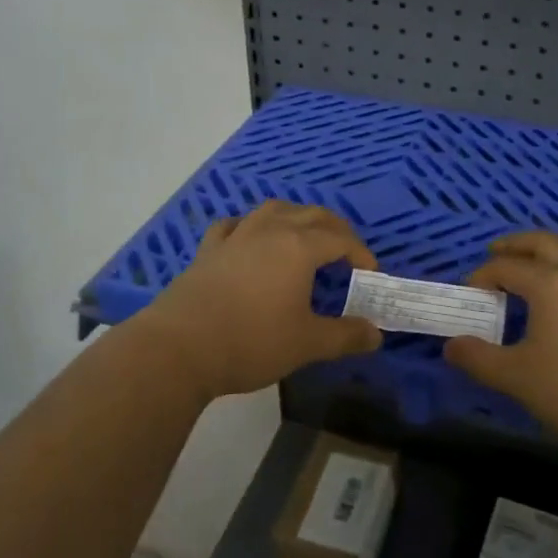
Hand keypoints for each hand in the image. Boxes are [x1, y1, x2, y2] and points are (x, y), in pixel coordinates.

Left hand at [135, 200, 382, 401]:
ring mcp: (237, 235)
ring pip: (274, 210)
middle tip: (346, 251)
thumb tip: (376, 334)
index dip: (360, 253)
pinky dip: (250, 226)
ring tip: (304, 236)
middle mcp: (271, 230)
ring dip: (296, 217)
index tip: (369, 273)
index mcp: (300, 246)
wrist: (180, 347)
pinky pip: (235, 224)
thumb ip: (345, 336)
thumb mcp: (307, 344)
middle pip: (312, 215)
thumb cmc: (252, 341)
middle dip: (335, 229)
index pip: (341, 239)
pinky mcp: (209, 248)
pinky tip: (250, 238)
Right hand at [443, 233, 557, 458]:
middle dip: (517, 244)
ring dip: (555, 249)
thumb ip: (479, 359)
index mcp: (550, 282)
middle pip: (544, 243)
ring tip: (541, 261)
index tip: (470, 293)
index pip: (506, 267)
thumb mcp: (518, 379)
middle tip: (498, 250)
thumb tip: (451, 346)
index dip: (483, 276)